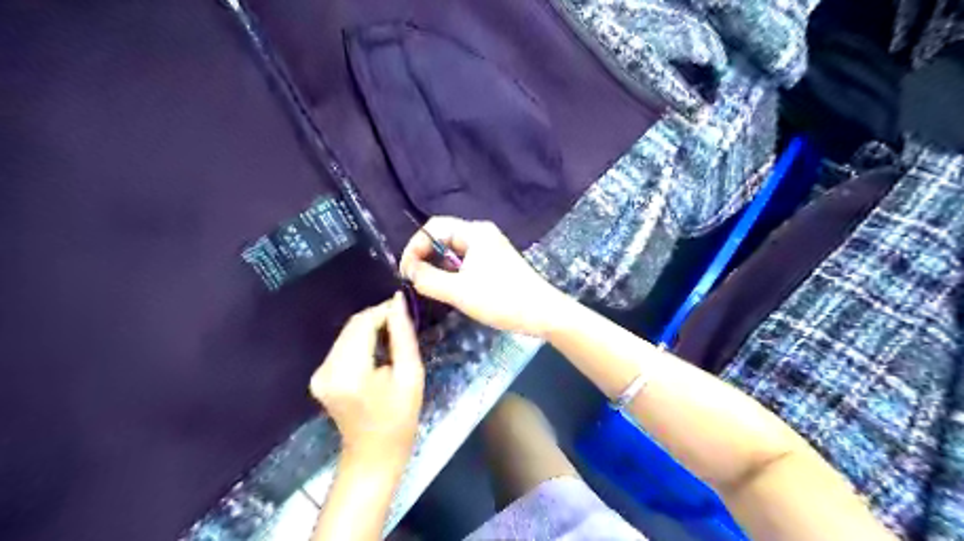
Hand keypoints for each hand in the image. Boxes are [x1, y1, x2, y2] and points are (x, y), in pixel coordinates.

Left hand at [310, 294, 421, 462]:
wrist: (374, 455)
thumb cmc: (400, 418)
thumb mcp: (410, 375)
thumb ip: (403, 336)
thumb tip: (398, 301)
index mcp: (349, 372)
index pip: (362, 323)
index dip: (383, 311)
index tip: (405, 309)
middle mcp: (326, 369)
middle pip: (352, 326)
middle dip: (378, 318)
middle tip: (402, 323)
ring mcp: (319, 374)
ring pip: (347, 334)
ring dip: (370, 329)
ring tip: (393, 337)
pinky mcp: (319, 376)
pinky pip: (343, 346)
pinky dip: (361, 341)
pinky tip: (378, 351)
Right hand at [398, 216, 566, 336]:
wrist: (543, 313)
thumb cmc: (501, 299)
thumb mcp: (459, 291)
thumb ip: (428, 279)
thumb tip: (409, 271)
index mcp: (474, 232)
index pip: (433, 227)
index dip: (414, 247)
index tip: (405, 272)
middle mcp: (481, 234)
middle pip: (443, 237)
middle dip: (425, 256)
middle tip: (414, 281)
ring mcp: (490, 248)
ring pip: (453, 251)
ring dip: (438, 266)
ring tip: (429, 286)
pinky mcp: (495, 263)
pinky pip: (465, 261)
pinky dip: (452, 272)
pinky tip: (450, 289)